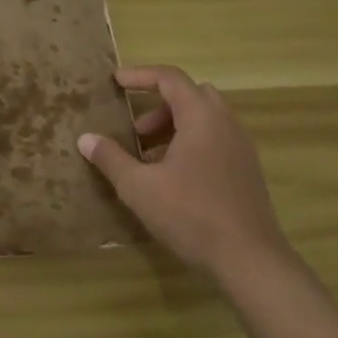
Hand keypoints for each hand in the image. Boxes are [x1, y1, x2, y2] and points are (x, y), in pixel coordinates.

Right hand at [78, 65, 287, 279]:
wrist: (251, 263)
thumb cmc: (191, 215)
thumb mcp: (139, 187)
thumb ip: (111, 158)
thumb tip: (85, 139)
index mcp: (201, 118)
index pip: (170, 78)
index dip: (140, 75)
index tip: (116, 82)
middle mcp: (225, 124)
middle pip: (191, 94)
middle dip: (159, 104)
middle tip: (136, 129)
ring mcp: (241, 148)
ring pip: (205, 119)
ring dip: (174, 127)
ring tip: (149, 157)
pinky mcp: (247, 171)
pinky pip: (216, 140)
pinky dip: (191, 143)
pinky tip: (173, 178)